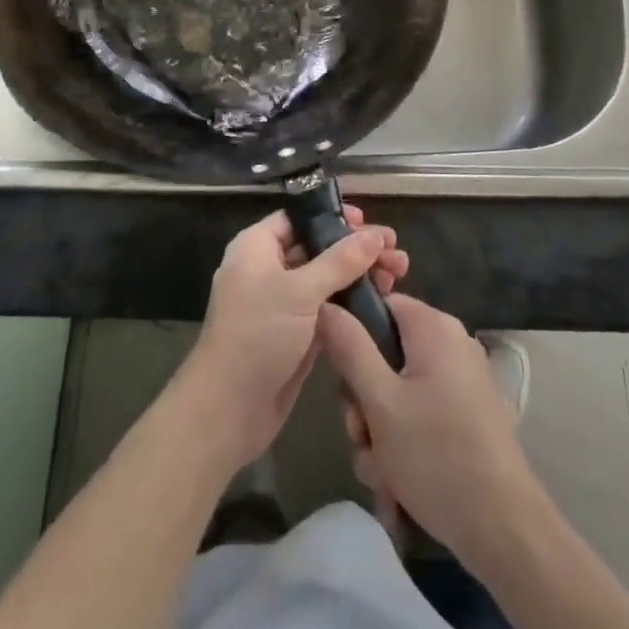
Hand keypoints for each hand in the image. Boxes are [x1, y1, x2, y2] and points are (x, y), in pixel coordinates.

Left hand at [174, 205, 407, 472]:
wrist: (228, 410)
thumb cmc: (258, 336)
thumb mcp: (300, 292)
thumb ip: (340, 261)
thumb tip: (376, 234)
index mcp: (257, 247)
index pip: (299, 218)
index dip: (334, 217)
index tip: (369, 224)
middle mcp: (269, 269)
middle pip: (318, 247)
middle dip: (357, 249)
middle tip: (396, 254)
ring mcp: (282, 304)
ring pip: (327, 279)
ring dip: (360, 275)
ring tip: (399, 275)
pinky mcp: (296, 334)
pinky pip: (328, 308)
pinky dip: (352, 303)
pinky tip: (382, 302)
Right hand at [319, 293, 537, 565]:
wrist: (505, 531)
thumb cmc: (436, 455)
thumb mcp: (380, 401)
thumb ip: (349, 347)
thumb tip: (326, 303)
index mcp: (434, 327)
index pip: (380, 305)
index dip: (352, 335)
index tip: (339, 377)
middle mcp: (451, 344)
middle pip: (386, 353)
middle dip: (364, 399)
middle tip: (359, 434)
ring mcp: (462, 381)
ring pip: (399, 391)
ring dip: (379, 429)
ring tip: (378, 470)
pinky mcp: (467, 416)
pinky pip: (420, 413)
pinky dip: (403, 442)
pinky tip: (396, 482)